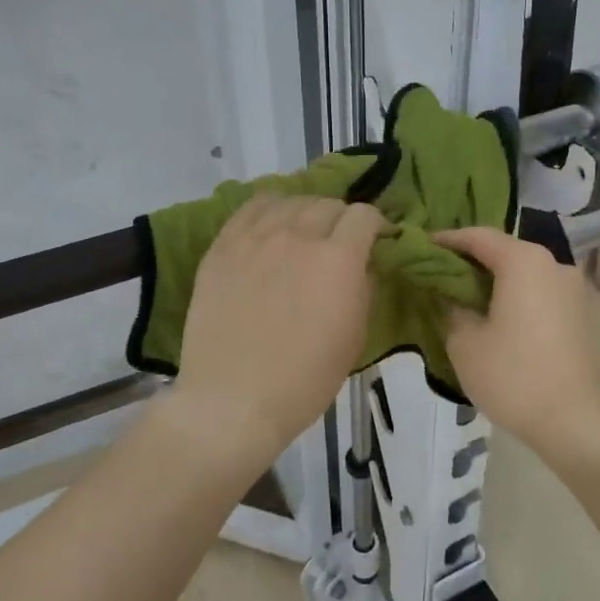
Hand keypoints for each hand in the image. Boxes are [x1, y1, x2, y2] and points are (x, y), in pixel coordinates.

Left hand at [173, 194, 384, 463]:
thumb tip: (361, 265)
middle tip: (340, 243)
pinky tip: (271, 224)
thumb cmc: (305, 379)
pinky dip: (269, 208)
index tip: (376, 241)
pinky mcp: (223, 246)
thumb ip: (363, 289)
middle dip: (342, 219)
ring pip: (290, 201)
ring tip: (304, 232)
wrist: (234, 399)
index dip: (376, 225)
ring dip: (306, 212)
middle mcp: (298, 236)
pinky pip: (250, 208)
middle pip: (328, 204)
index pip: (364, 215)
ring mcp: (255, 238)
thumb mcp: (354, 337)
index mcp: (338, 259)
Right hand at [436, 227, 599, 451]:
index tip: (420, 249)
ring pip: (522, 272)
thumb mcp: (464, 342)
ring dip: (492, 279)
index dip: (446, 240)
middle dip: (469, 259)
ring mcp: (571, 288)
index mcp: (523, 261)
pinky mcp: (579, 313)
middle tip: (436, 273)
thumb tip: (450, 295)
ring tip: (462, 295)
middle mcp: (552, 263)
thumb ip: (451, 307)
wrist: (575, 422)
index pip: (477, 236)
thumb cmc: (513, 376)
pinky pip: (538, 291)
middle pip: (503, 250)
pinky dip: (513, 295)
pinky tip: (493, 315)